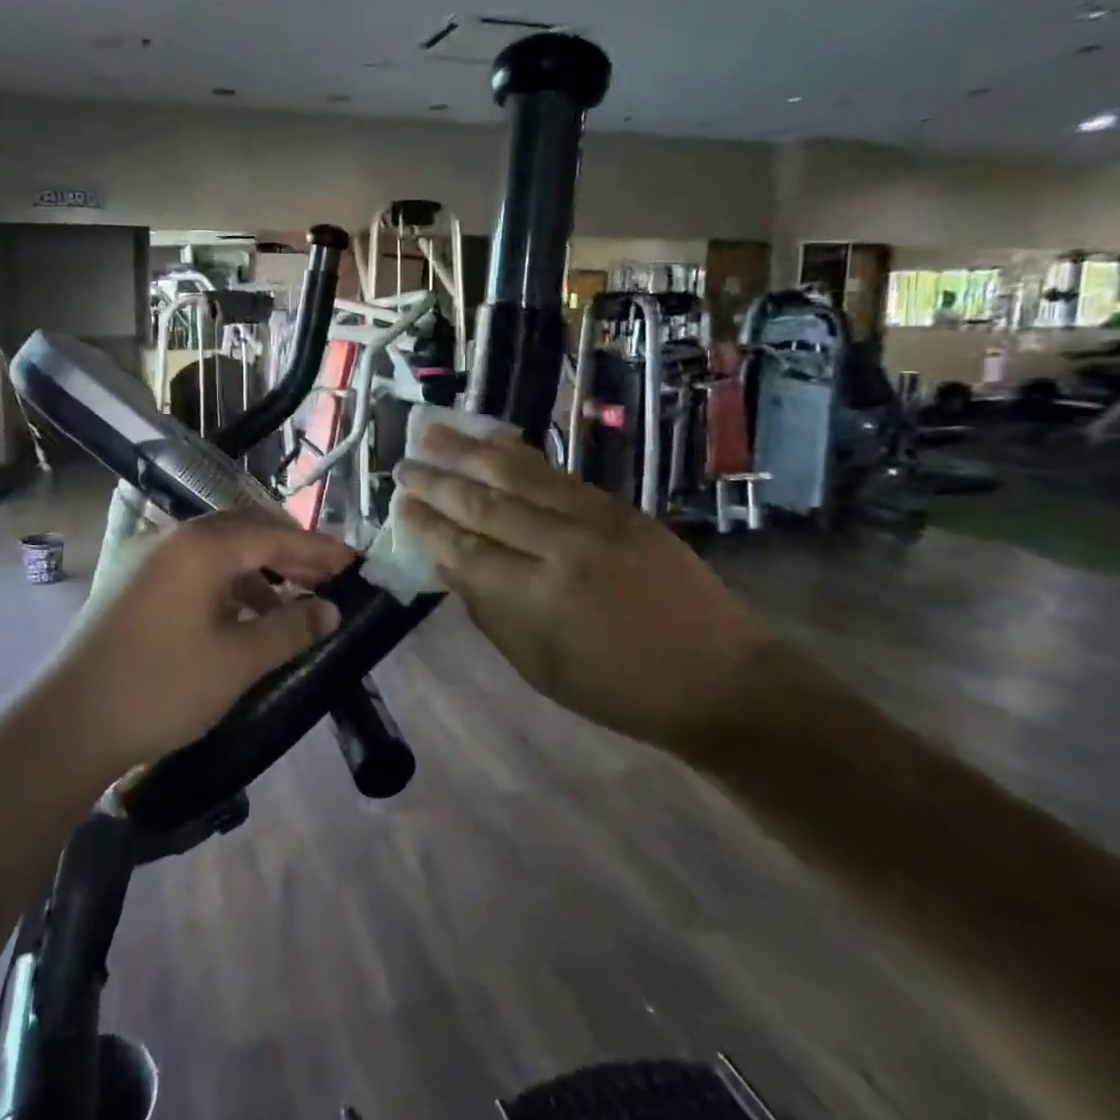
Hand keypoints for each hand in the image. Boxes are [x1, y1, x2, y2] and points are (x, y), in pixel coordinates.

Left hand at [47, 512, 354, 774]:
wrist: (64, 727)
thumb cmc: (159, 689)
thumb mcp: (236, 662)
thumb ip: (290, 629)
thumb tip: (330, 610)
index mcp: (199, 546)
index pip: (273, 535)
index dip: (318, 550)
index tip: (355, 564)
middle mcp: (170, 538)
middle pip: (244, 532)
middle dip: (289, 554)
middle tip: (328, 579)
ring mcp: (144, 558)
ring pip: (217, 551)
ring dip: (257, 571)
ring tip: (289, 605)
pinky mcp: (129, 583)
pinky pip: (192, 569)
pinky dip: (225, 585)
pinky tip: (240, 618)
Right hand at [393, 425, 765, 752]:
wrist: (719, 677)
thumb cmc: (620, 690)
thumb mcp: (540, 667)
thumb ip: (490, 612)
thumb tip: (449, 564)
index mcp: (535, 599)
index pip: (464, 549)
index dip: (427, 524)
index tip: (399, 504)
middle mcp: (559, 549)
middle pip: (484, 504)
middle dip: (437, 481)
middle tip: (402, 463)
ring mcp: (593, 521)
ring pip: (519, 475)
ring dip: (470, 450)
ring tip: (434, 430)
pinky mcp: (618, 508)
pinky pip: (557, 473)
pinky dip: (519, 453)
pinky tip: (495, 438)